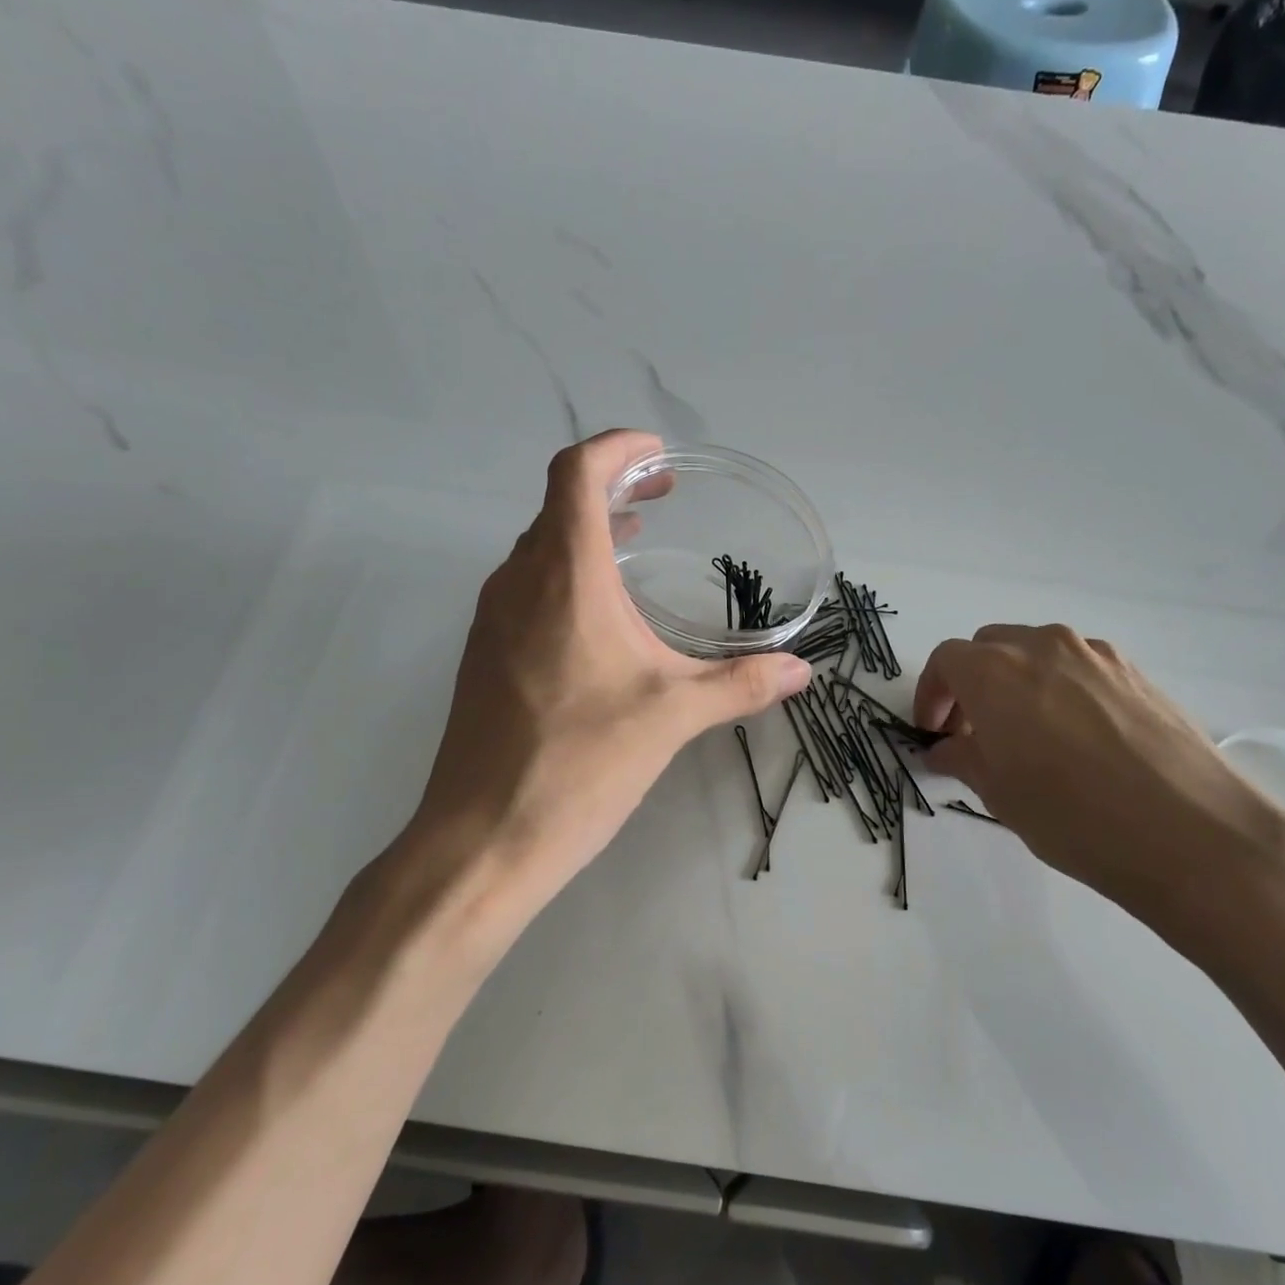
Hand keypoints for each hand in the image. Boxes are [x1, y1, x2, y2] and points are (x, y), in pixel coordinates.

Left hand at [405, 430, 810, 923]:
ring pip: (539, 547)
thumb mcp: (672, 717)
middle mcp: (518, 582)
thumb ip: (740, 684)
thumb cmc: (579, 763)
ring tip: (636, 542)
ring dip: (586, 532)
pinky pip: (525, 588)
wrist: (483, 836)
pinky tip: (599, 619)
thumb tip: (802, 671)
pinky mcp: (483, 656)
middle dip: (612, 486)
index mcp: (564, 576)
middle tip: (663, 495)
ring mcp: (491, 619)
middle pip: (557, 503)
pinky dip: (565, 575)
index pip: (576, 473)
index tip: (658, 454)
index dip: (617, 448)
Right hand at [914, 624, 1284, 952]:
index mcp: (996, 671)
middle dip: (971, 684)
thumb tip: (946, 749)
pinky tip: (1077, 739)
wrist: (1191, 833)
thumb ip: (963, 759)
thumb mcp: (999, 794)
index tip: (934, 732)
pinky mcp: (1137, 673)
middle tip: (974, 733)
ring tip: (1027, 736)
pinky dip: (1060, 689)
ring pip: (1037, 653)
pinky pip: (1080, 668)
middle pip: (989, 648)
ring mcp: (1096, 655)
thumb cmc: (1073, 815)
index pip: (946, 661)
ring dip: (1016, 683)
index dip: (931, 695)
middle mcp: (1043, 646)